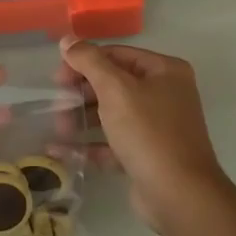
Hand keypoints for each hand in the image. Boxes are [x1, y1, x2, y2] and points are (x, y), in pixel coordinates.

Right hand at [58, 37, 229, 232]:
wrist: (179, 195)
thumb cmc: (148, 132)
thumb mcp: (116, 89)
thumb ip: (89, 61)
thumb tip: (68, 39)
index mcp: (165, 71)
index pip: (117, 55)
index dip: (84, 62)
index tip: (57, 77)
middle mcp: (165, 94)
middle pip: (114, 84)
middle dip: (82, 93)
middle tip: (57, 104)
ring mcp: (157, 127)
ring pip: (112, 114)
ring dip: (82, 119)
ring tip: (59, 128)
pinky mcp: (147, 156)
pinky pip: (113, 143)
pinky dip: (90, 145)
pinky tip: (61, 150)